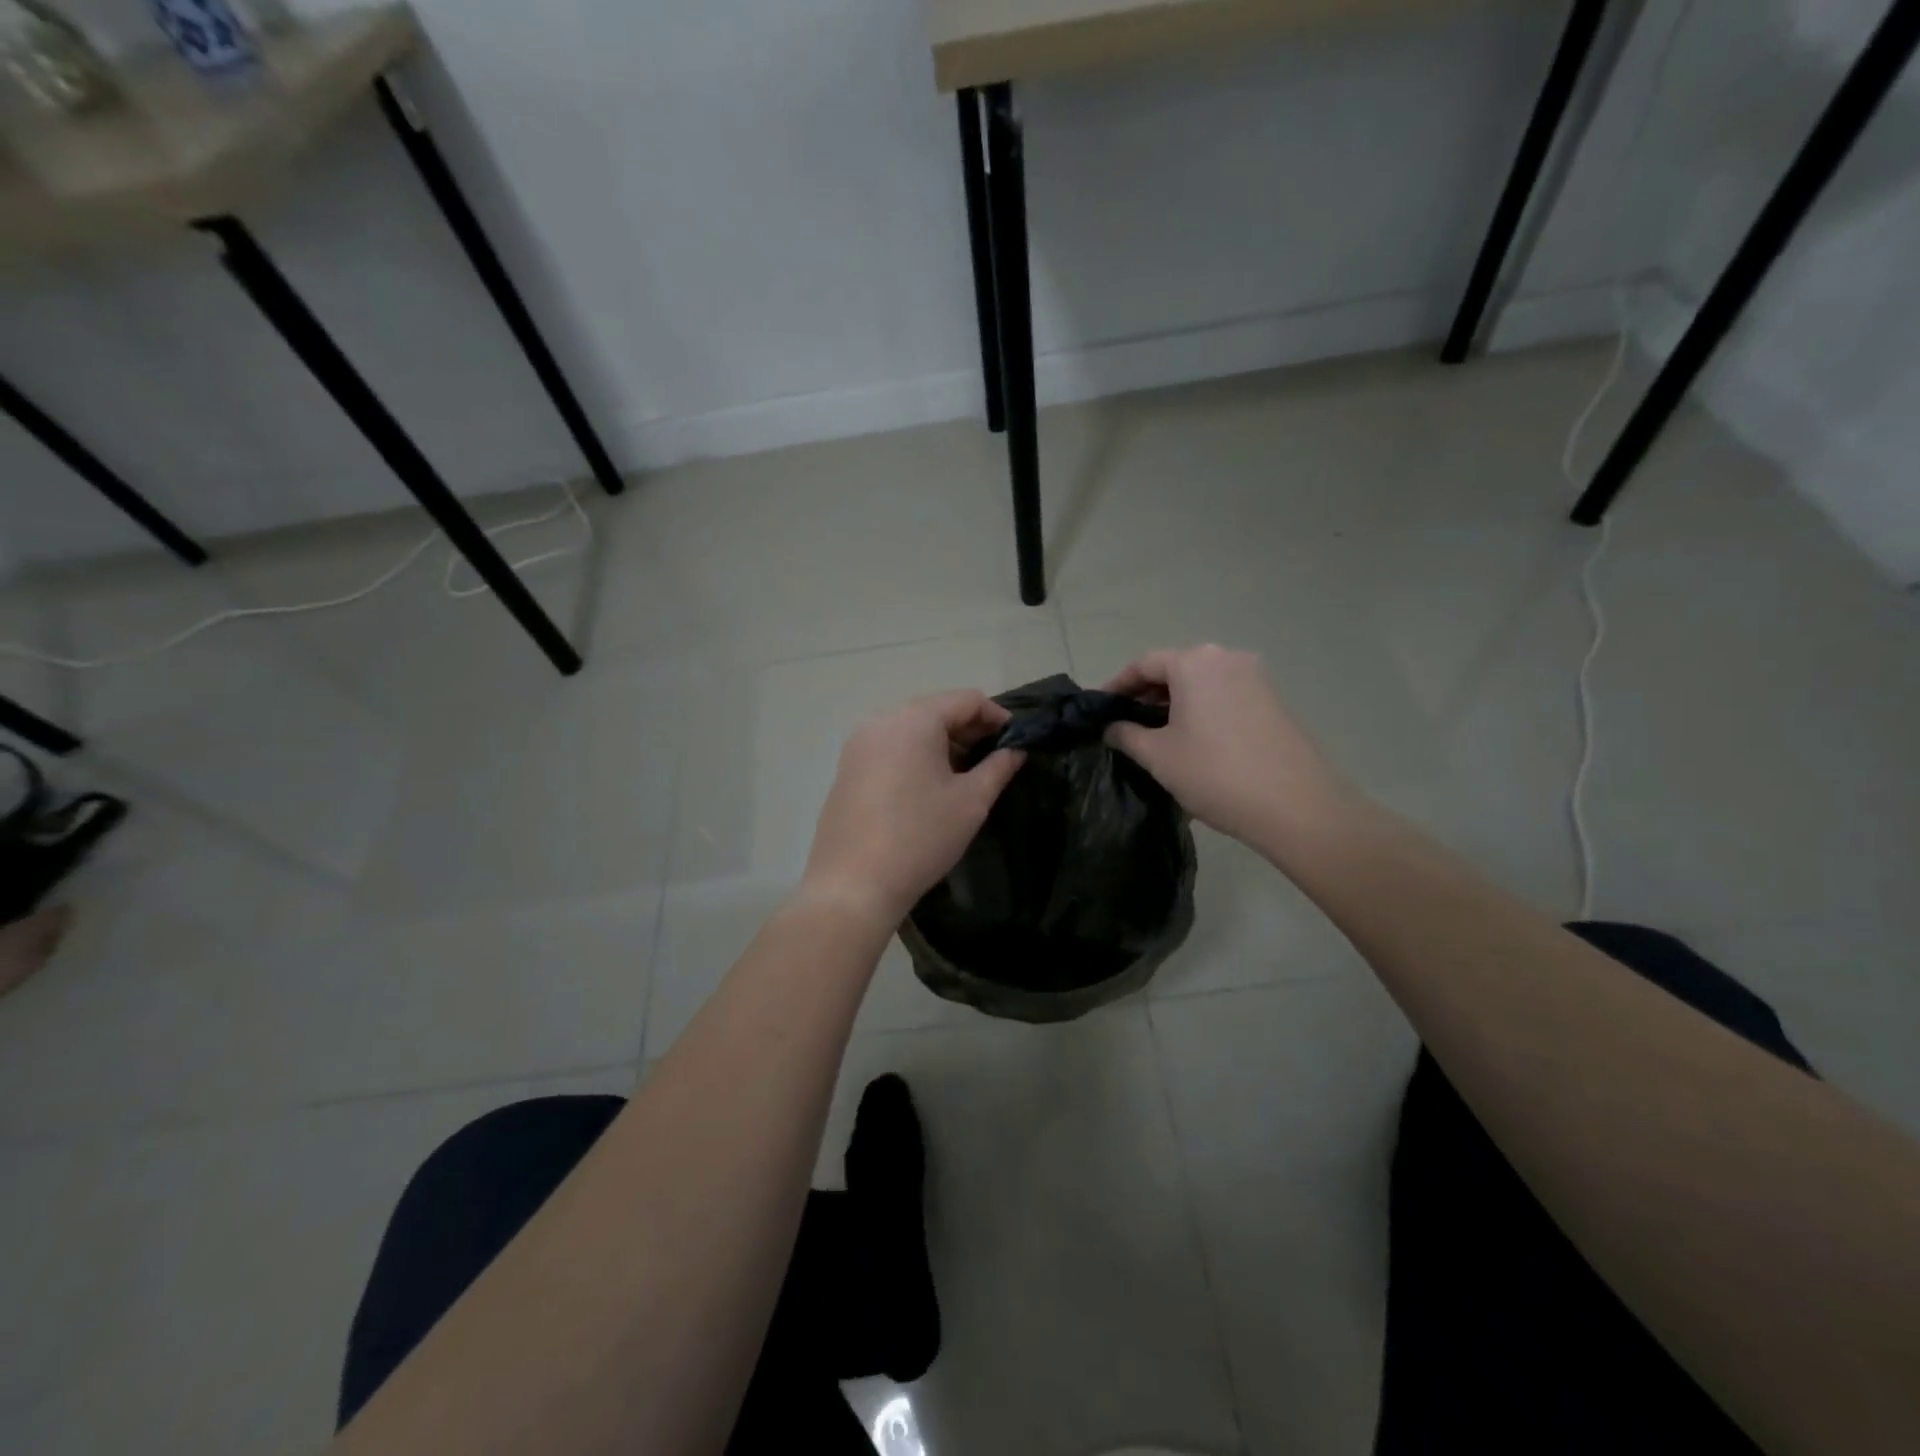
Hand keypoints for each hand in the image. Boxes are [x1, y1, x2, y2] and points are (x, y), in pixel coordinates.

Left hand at [799, 690, 1025, 926]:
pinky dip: (916, 756)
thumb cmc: (920, 837)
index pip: (966, 699)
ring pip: (912, 729)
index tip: (1017, 741)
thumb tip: (1014, 750)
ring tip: (966, 775)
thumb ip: (998, 767)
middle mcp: (881, 721)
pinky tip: (930, 787)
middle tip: (996, 759)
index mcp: (913, 719)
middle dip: (969, 730)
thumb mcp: (971, 801)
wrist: (852, 885)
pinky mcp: (847, 768)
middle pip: (936, 710)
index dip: (997, 716)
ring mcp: (858, 745)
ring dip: (943, 744)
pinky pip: (891, 748)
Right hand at [1103, 645, 1355, 850]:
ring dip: (1175, 702)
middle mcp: (1227, 658)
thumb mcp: (1158, 756)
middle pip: (1175, 668)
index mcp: (1195, 663)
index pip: (1144, 663)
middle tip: (1125, 722)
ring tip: (1156, 733)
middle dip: (1147, 693)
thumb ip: (1126, 735)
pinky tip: (1193, 739)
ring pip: (1202, 682)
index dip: (1117, 684)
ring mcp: (1256, 677)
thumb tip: (1111, 727)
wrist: (1295, 806)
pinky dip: (1202, 708)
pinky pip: (1225, 694)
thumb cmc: (1215, 774)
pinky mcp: (1273, 700)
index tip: (1100, 708)